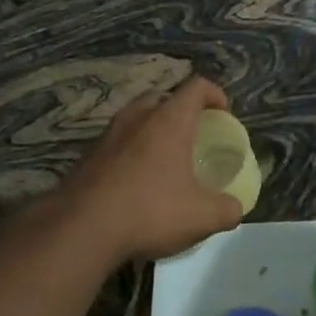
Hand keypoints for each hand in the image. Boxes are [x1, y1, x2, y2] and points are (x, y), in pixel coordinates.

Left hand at [56, 76, 243, 263]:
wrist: (81, 228)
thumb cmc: (150, 211)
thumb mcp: (202, 217)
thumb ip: (227, 210)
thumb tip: (234, 208)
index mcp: (169, 120)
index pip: (196, 87)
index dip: (214, 94)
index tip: (223, 114)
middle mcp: (137, 117)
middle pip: (162, 98)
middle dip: (180, 111)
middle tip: (192, 135)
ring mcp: (108, 135)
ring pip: (135, 119)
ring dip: (152, 131)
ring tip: (164, 159)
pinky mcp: (87, 156)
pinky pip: (116, 143)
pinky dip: (130, 152)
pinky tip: (135, 183)